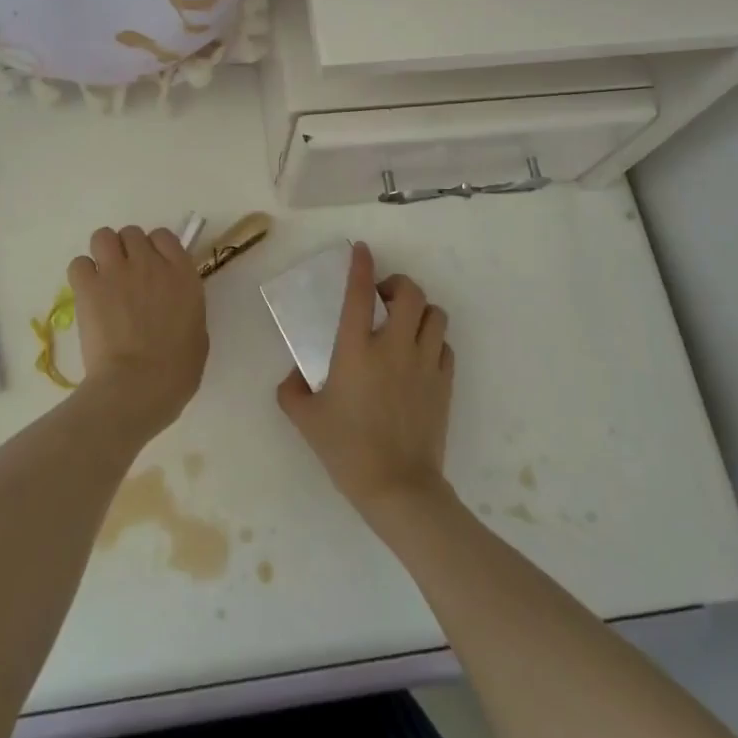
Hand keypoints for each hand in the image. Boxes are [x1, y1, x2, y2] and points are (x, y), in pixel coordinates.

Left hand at [68, 225, 208, 434]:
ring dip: (103, 253)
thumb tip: (171, 305)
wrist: (139, 385)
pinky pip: (79, 263)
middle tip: (125, 276)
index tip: (152, 268)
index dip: (155, 249)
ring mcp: (117, 271)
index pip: (164, 236)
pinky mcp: (89, 287)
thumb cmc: (177, 369)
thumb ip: (184, 306)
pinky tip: (87, 293)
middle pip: (132, 233)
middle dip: (128, 250)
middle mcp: (150, 263)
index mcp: (182, 272)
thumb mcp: (197, 330)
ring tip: (103, 278)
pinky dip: (82, 275)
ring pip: (103, 237)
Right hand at [277, 242, 454, 518]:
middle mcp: (394, 346)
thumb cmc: (347, 450)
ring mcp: (425, 363)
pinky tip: (420, 355)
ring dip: (420, 310)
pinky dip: (433, 341)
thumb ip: (291, 389)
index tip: (361, 250)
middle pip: (410, 293)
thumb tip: (296, 373)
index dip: (361, 265)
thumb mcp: (305, 419)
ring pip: (434, 314)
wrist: (398, 487)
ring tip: (405, 324)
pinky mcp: (444, 382)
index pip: (359, 293)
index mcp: (356, 349)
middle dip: (398, 285)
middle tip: (383, 299)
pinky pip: (445, 346)